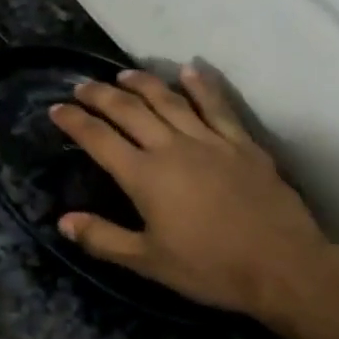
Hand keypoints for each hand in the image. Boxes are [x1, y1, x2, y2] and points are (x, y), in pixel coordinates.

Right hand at [49, 67, 338, 322]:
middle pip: (130, 111)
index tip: (56, 109)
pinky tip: (190, 70)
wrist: (282, 266)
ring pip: (169, 100)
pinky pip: (217, 106)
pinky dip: (201, 86)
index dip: (75, 122)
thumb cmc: (210, 268)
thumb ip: (103, 238)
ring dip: (143, 83)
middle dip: (101, 96)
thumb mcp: (148, 262)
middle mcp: (172, 148)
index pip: (99, 140)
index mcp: (145, 176)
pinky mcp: (241, 144)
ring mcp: (210, 141)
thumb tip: (63, 221)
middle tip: (82, 86)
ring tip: (123, 74)